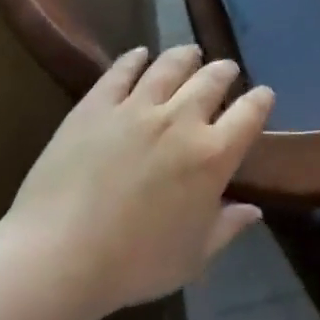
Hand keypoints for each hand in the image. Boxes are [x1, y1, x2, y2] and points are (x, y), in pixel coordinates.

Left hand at [3, 47, 272, 319]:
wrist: (56, 258)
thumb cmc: (134, 264)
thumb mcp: (193, 256)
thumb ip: (228, 227)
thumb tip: (254, 210)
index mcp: (213, 155)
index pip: (251, 111)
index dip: (261, 99)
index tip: (262, 96)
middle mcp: (182, 120)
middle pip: (213, 79)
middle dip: (225, 71)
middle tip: (225, 71)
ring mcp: (136, 108)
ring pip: (171, 65)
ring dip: (186, 56)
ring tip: (190, 54)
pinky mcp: (96, 106)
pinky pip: (121, 71)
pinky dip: (135, 59)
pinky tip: (139, 55)